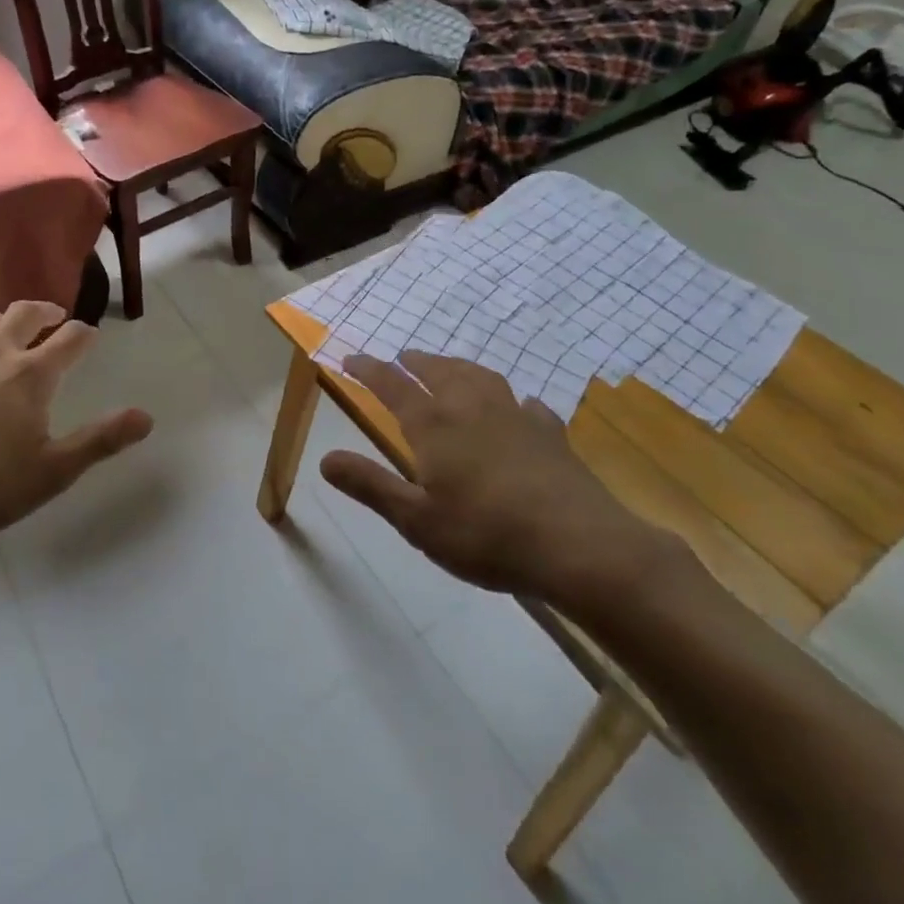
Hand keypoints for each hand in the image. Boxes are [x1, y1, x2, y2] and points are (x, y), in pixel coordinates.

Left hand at [0, 301, 153, 536]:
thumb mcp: (52, 471)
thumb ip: (100, 440)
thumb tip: (146, 417)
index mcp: (32, 373)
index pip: (70, 339)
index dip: (84, 334)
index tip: (90, 335)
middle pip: (25, 312)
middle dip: (45, 310)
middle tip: (53, 315)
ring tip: (2, 331)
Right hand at [320, 352, 674, 607]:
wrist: (579, 546)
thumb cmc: (487, 534)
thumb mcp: (416, 520)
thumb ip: (370, 485)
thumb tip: (324, 459)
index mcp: (433, 424)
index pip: (392, 385)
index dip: (368, 369)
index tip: (349, 358)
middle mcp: (470, 407)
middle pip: (437, 371)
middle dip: (414, 361)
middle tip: (401, 357)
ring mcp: (515, 416)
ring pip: (479, 377)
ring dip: (457, 367)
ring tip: (448, 367)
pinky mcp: (551, 434)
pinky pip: (526, 405)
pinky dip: (514, 401)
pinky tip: (520, 407)